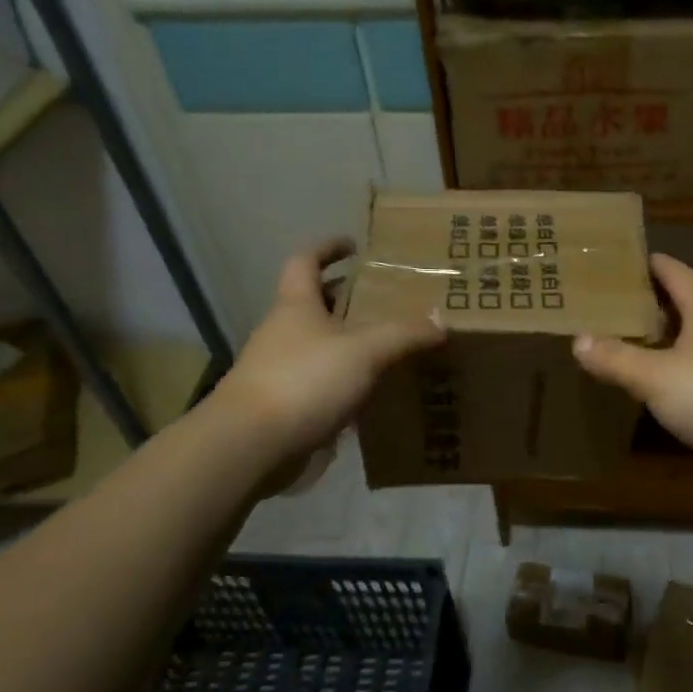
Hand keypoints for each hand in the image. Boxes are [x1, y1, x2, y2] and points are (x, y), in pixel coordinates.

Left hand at [207, 239, 443, 484]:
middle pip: (313, 304)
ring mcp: (279, 371)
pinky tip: (372, 393)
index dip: (326, 248)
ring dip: (347, 343)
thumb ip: (403, 334)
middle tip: (385, 300)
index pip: (305, 262)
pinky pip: (319, 383)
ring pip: (318, 346)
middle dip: (346, 299)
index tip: (353, 246)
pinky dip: (344, 382)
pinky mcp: (284, 406)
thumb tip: (441, 319)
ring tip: (388, 346)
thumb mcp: (364, 351)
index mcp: (295, 306)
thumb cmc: (304, 381)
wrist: (251, 445)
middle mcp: (283, 332)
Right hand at [572, 254, 692, 475]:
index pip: (675, 271)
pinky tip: (666, 386)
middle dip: (653, 303)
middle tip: (614, 306)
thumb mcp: (656, 377)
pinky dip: (683, 368)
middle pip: (686, 303)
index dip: (649, 263)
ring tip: (633, 344)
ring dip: (668, 338)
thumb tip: (579, 340)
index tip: (620, 261)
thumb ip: (617, 359)